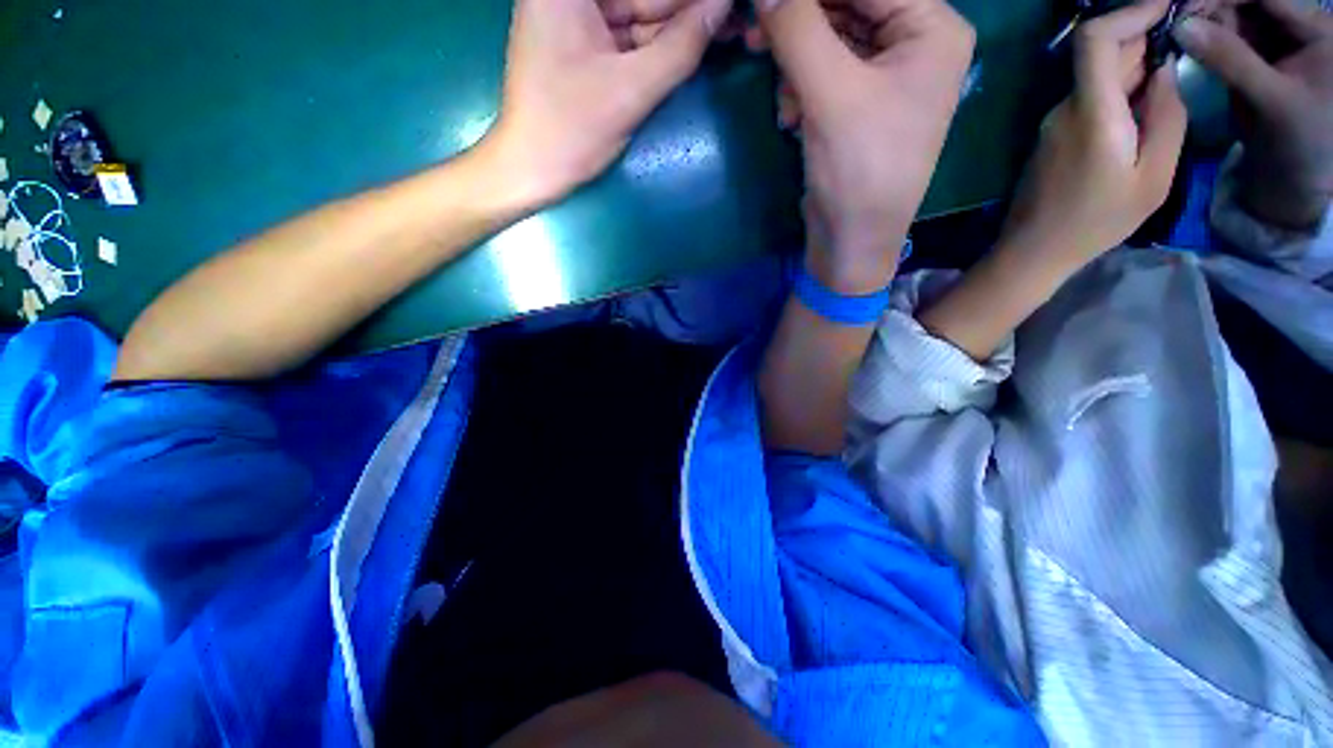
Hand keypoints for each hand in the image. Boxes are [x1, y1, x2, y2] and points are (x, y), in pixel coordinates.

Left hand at [482, 0, 730, 208]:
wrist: (533, 170)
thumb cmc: (572, 130)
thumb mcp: (632, 89)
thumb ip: (682, 47)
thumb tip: (724, 5)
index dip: (686, 1)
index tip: (720, 7)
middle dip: (685, 11)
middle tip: (731, 18)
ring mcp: (574, 17)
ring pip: (638, 13)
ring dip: (677, 28)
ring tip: (725, 30)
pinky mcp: (582, 44)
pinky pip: (628, 36)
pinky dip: (658, 45)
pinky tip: (691, 45)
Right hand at [758, 0, 975, 292]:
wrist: (851, 241)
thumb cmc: (858, 170)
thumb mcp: (831, 95)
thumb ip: (799, 30)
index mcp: (932, 28)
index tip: (768, 2)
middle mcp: (915, 45)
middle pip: (851, 8)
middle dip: (802, 23)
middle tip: (756, 34)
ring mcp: (885, 78)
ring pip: (831, 41)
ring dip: (797, 63)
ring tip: (781, 97)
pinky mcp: (858, 107)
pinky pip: (825, 75)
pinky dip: (801, 89)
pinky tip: (791, 117)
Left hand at [1000, 0, 1186, 267]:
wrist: (1032, 250)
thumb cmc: (1097, 222)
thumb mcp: (1154, 176)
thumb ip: (1167, 117)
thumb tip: (1164, 70)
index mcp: (1091, 112)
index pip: (1095, 39)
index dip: (1130, 12)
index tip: (1166, 6)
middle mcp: (1064, 109)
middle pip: (1102, 55)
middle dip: (1145, 38)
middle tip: (1187, 39)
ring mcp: (1053, 123)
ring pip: (1098, 77)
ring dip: (1135, 67)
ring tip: (1172, 77)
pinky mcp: (1051, 137)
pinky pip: (1089, 100)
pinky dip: (1119, 91)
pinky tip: (1143, 108)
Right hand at [1174, 0, 1332, 227]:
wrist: (1299, 178)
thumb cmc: (1301, 141)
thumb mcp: (1271, 99)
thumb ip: (1229, 59)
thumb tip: (1181, 26)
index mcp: (1314, 28)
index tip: (1183, 8)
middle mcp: (1295, 27)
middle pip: (1247, 3)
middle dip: (1210, 8)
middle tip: (1176, 23)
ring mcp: (1275, 43)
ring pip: (1234, 18)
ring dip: (1205, 23)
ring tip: (1178, 34)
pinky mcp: (1257, 61)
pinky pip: (1228, 39)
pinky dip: (1206, 39)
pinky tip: (1189, 44)